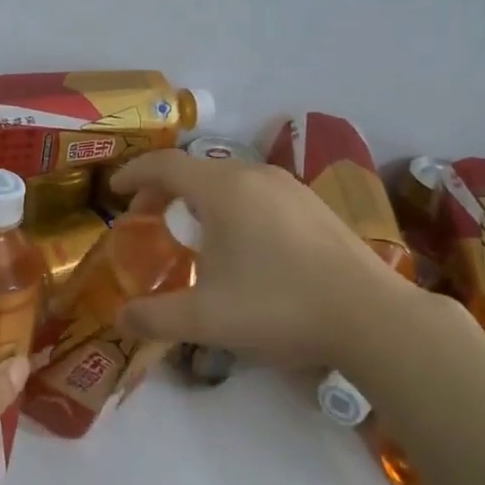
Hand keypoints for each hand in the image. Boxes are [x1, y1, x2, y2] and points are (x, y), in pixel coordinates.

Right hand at [111, 150, 437, 367]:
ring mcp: (290, 186)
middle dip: (164, 190)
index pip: (164, 166)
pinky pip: (258, 192)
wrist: (370, 316)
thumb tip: (120, 319)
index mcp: (222, 189)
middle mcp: (254, 175)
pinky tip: (243, 243)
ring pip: (229, 180)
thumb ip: (155, 317)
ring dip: (200, 198)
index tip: (114, 191)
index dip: (133, 175)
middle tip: (148, 219)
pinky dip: (233, 205)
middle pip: (195, 170)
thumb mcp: (206, 318)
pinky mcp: (314, 204)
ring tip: (193, 232)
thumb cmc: (278, 306)